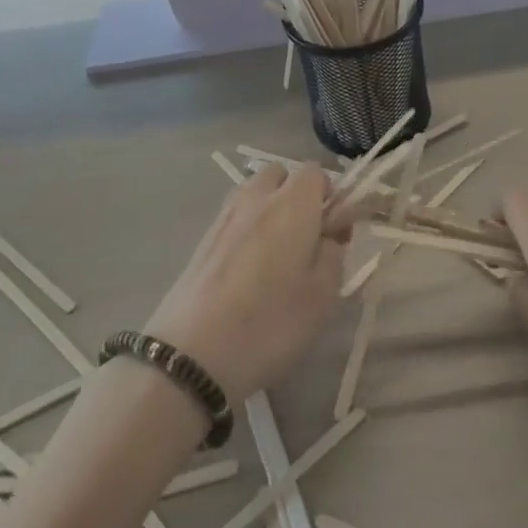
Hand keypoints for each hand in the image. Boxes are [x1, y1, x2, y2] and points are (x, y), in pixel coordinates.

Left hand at [145, 164, 345, 405]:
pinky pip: (234, 216)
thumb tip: (330, 235)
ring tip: (275, 253)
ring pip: (254, 192)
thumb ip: (334, 253)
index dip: (330, 196)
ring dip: (269, 207)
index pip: (317, 172)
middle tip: (305, 238)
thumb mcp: (324, 295)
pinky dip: (246, 227)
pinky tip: (247, 269)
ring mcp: (225, 214)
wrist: (193, 355)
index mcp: (294, 202)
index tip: (334, 231)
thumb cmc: (271, 322)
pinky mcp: (203, 238)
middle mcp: (258, 196)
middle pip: (281, 174)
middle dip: (296, 194)